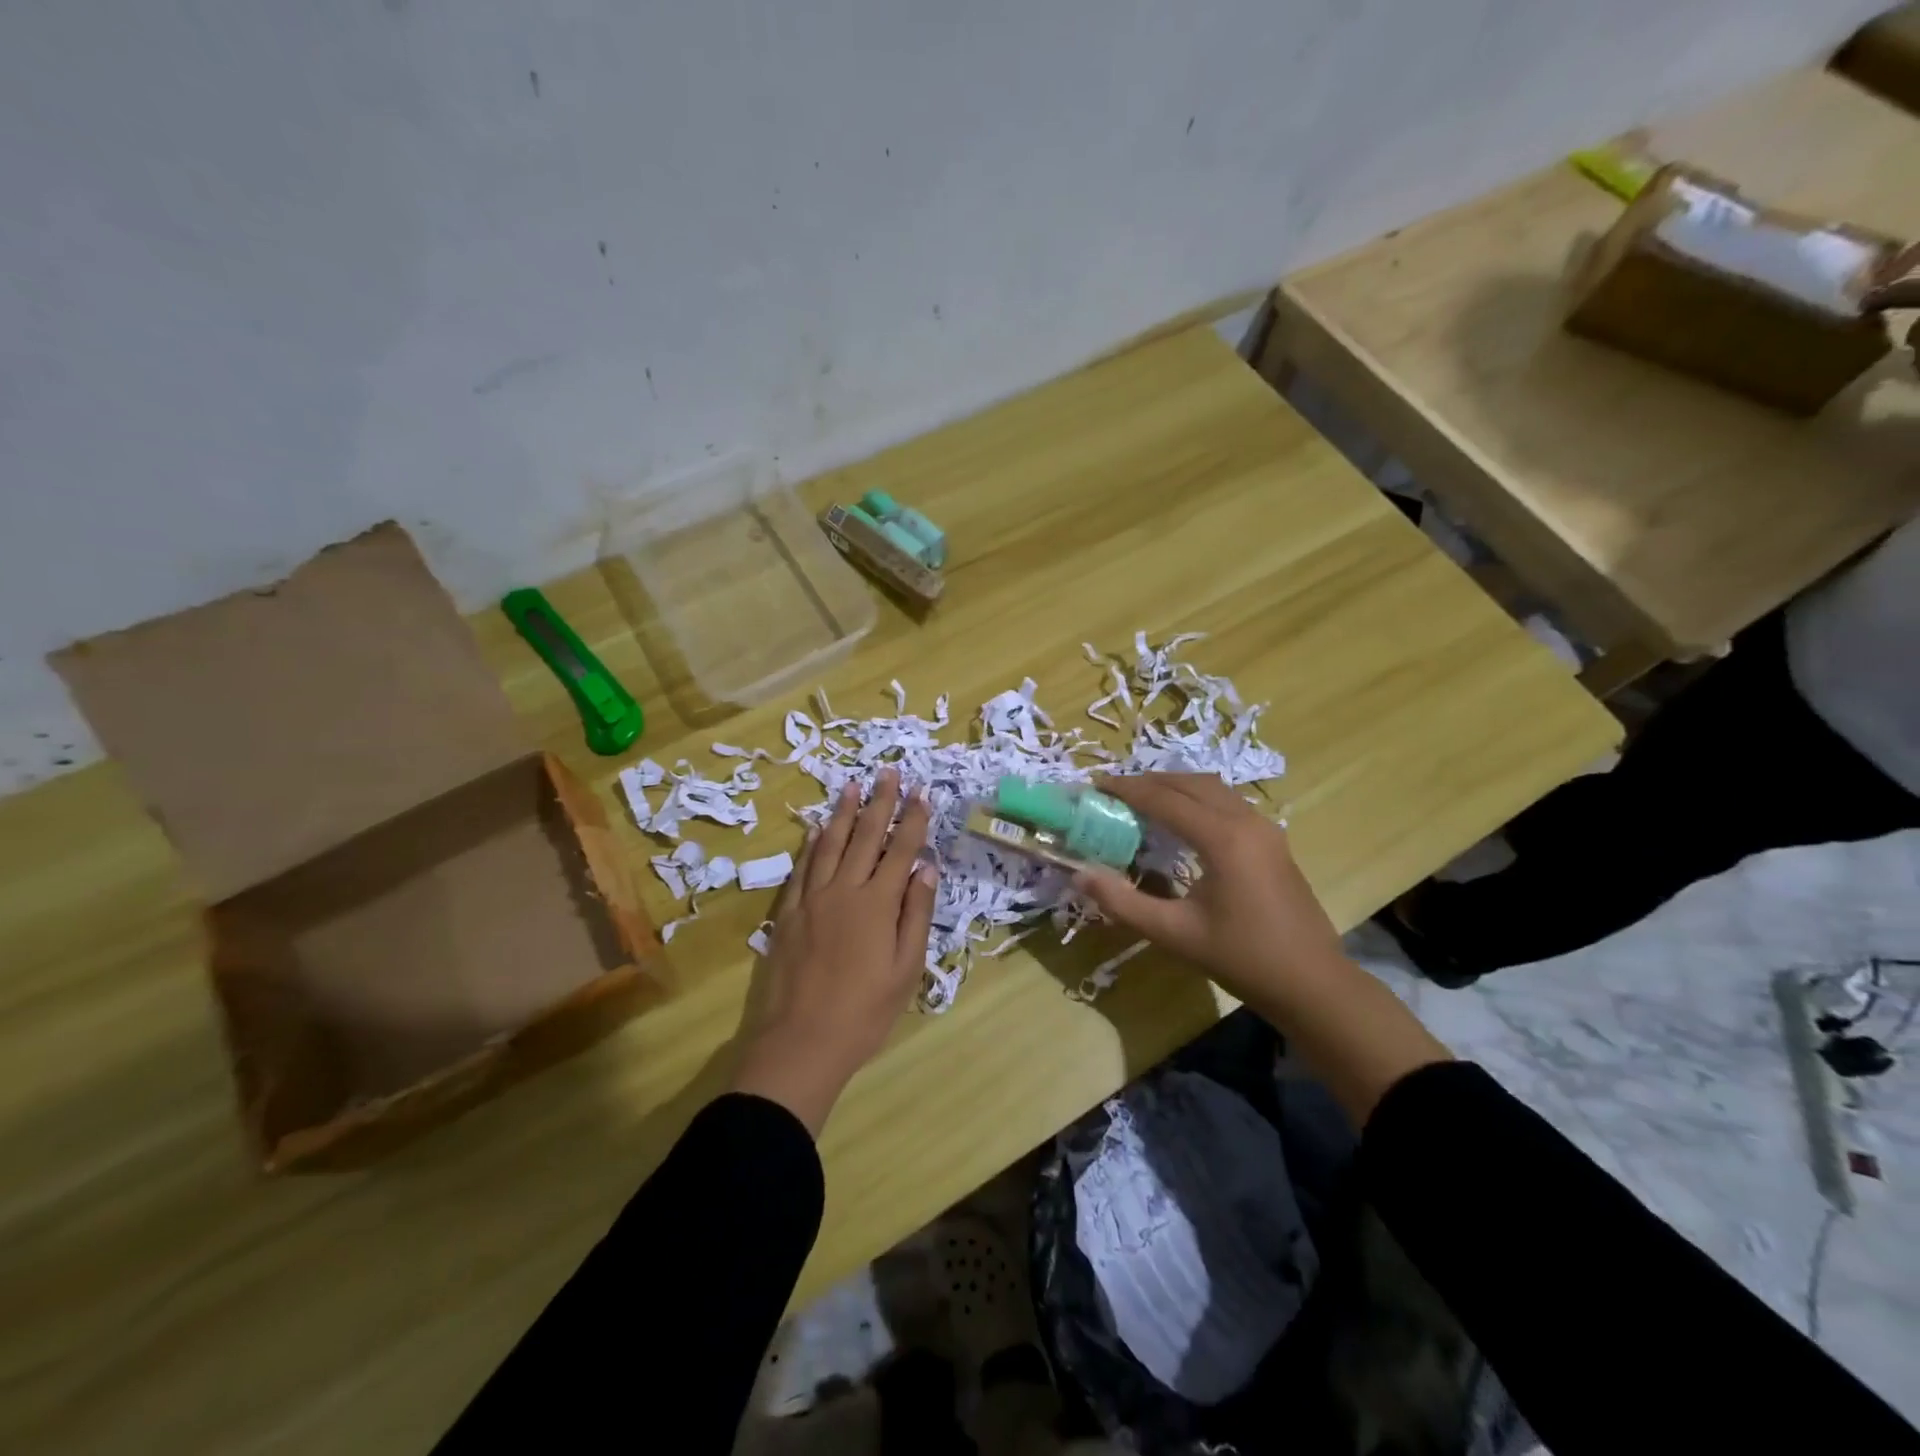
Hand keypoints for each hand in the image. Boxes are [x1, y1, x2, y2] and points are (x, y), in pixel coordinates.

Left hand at [731, 769, 938, 1134]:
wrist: (801, 1042)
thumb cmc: (864, 1012)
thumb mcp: (906, 969)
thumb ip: (916, 914)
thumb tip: (926, 868)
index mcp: (878, 903)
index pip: (901, 850)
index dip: (913, 819)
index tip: (922, 792)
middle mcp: (845, 890)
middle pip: (866, 837)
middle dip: (881, 802)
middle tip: (888, 772)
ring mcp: (812, 899)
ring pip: (831, 844)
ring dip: (845, 813)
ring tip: (854, 786)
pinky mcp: (788, 912)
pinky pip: (802, 868)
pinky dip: (812, 844)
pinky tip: (818, 829)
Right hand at [1073, 772, 1344, 1012]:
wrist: (1313, 983)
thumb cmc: (1242, 958)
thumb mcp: (1175, 934)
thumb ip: (1123, 902)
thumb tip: (1080, 874)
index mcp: (1223, 839)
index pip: (1165, 799)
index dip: (1127, 789)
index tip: (1095, 786)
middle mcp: (1246, 821)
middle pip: (1190, 783)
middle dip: (1149, 781)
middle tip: (1114, 791)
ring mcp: (1265, 829)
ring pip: (1213, 789)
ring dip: (1175, 786)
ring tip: (1143, 799)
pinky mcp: (1273, 841)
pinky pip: (1228, 802)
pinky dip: (1197, 799)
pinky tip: (1182, 820)